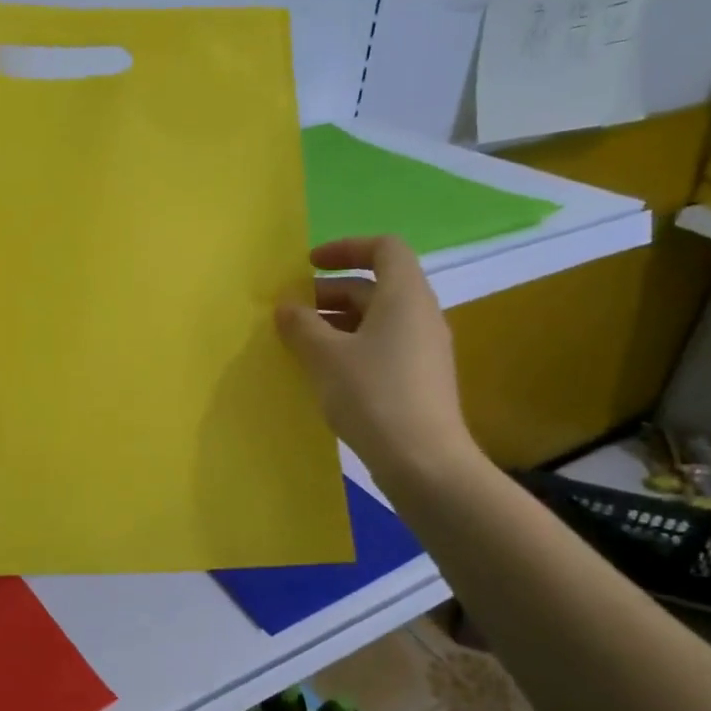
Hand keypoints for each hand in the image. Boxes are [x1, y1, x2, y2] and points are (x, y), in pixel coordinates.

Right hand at [275, 236, 481, 497]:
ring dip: (336, 322)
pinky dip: (350, 347)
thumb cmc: (372, 395)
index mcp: (405, 296)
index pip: (383, 248)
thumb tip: (286, 307)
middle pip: (375, 286)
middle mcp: (420, 315)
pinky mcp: (419, 379)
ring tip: (299, 343)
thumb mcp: (325, 356)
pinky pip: (382, 347)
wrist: (423, 461)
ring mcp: (423, 349)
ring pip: (376, 320)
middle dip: (329, 292)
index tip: (308, 265)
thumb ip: (301, 326)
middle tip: (291, 312)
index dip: (345, 248)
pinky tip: (324, 372)